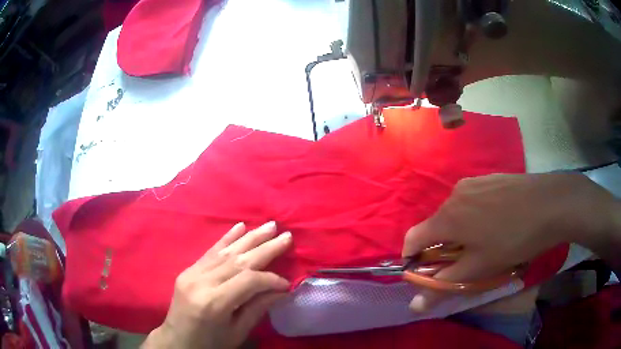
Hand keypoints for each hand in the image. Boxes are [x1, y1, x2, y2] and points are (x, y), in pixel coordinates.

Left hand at [142, 222, 291, 348]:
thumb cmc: (210, 343)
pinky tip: (240, 227)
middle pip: (239, 260)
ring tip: (270, 226)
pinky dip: (227, 238)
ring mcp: (192, 273)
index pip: (248, 280)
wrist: (177, 341)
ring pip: (226, 251)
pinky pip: (210, 251)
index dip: (271, 279)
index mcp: (214, 303)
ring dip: (250, 237)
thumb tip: (282, 290)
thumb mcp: (237, 332)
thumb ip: (258, 309)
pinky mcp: (188, 270)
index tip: (287, 283)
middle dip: (266, 247)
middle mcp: (202, 282)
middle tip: (287, 236)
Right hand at [402, 173, 617, 311]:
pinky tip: (497, 221)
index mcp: (447, 218)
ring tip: (485, 240)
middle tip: (466, 261)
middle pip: (436, 226)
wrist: (550, 203)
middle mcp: (454, 195)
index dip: (413, 258)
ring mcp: (473, 182)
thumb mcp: (479, 268)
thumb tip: (415, 304)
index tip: (428, 272)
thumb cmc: (514, 239)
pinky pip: (471, 200)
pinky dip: (474, 215)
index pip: (413, 238)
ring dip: (460, 230)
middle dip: (443, 247)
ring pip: (455, 212)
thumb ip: (444, 284)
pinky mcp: (489, 178)